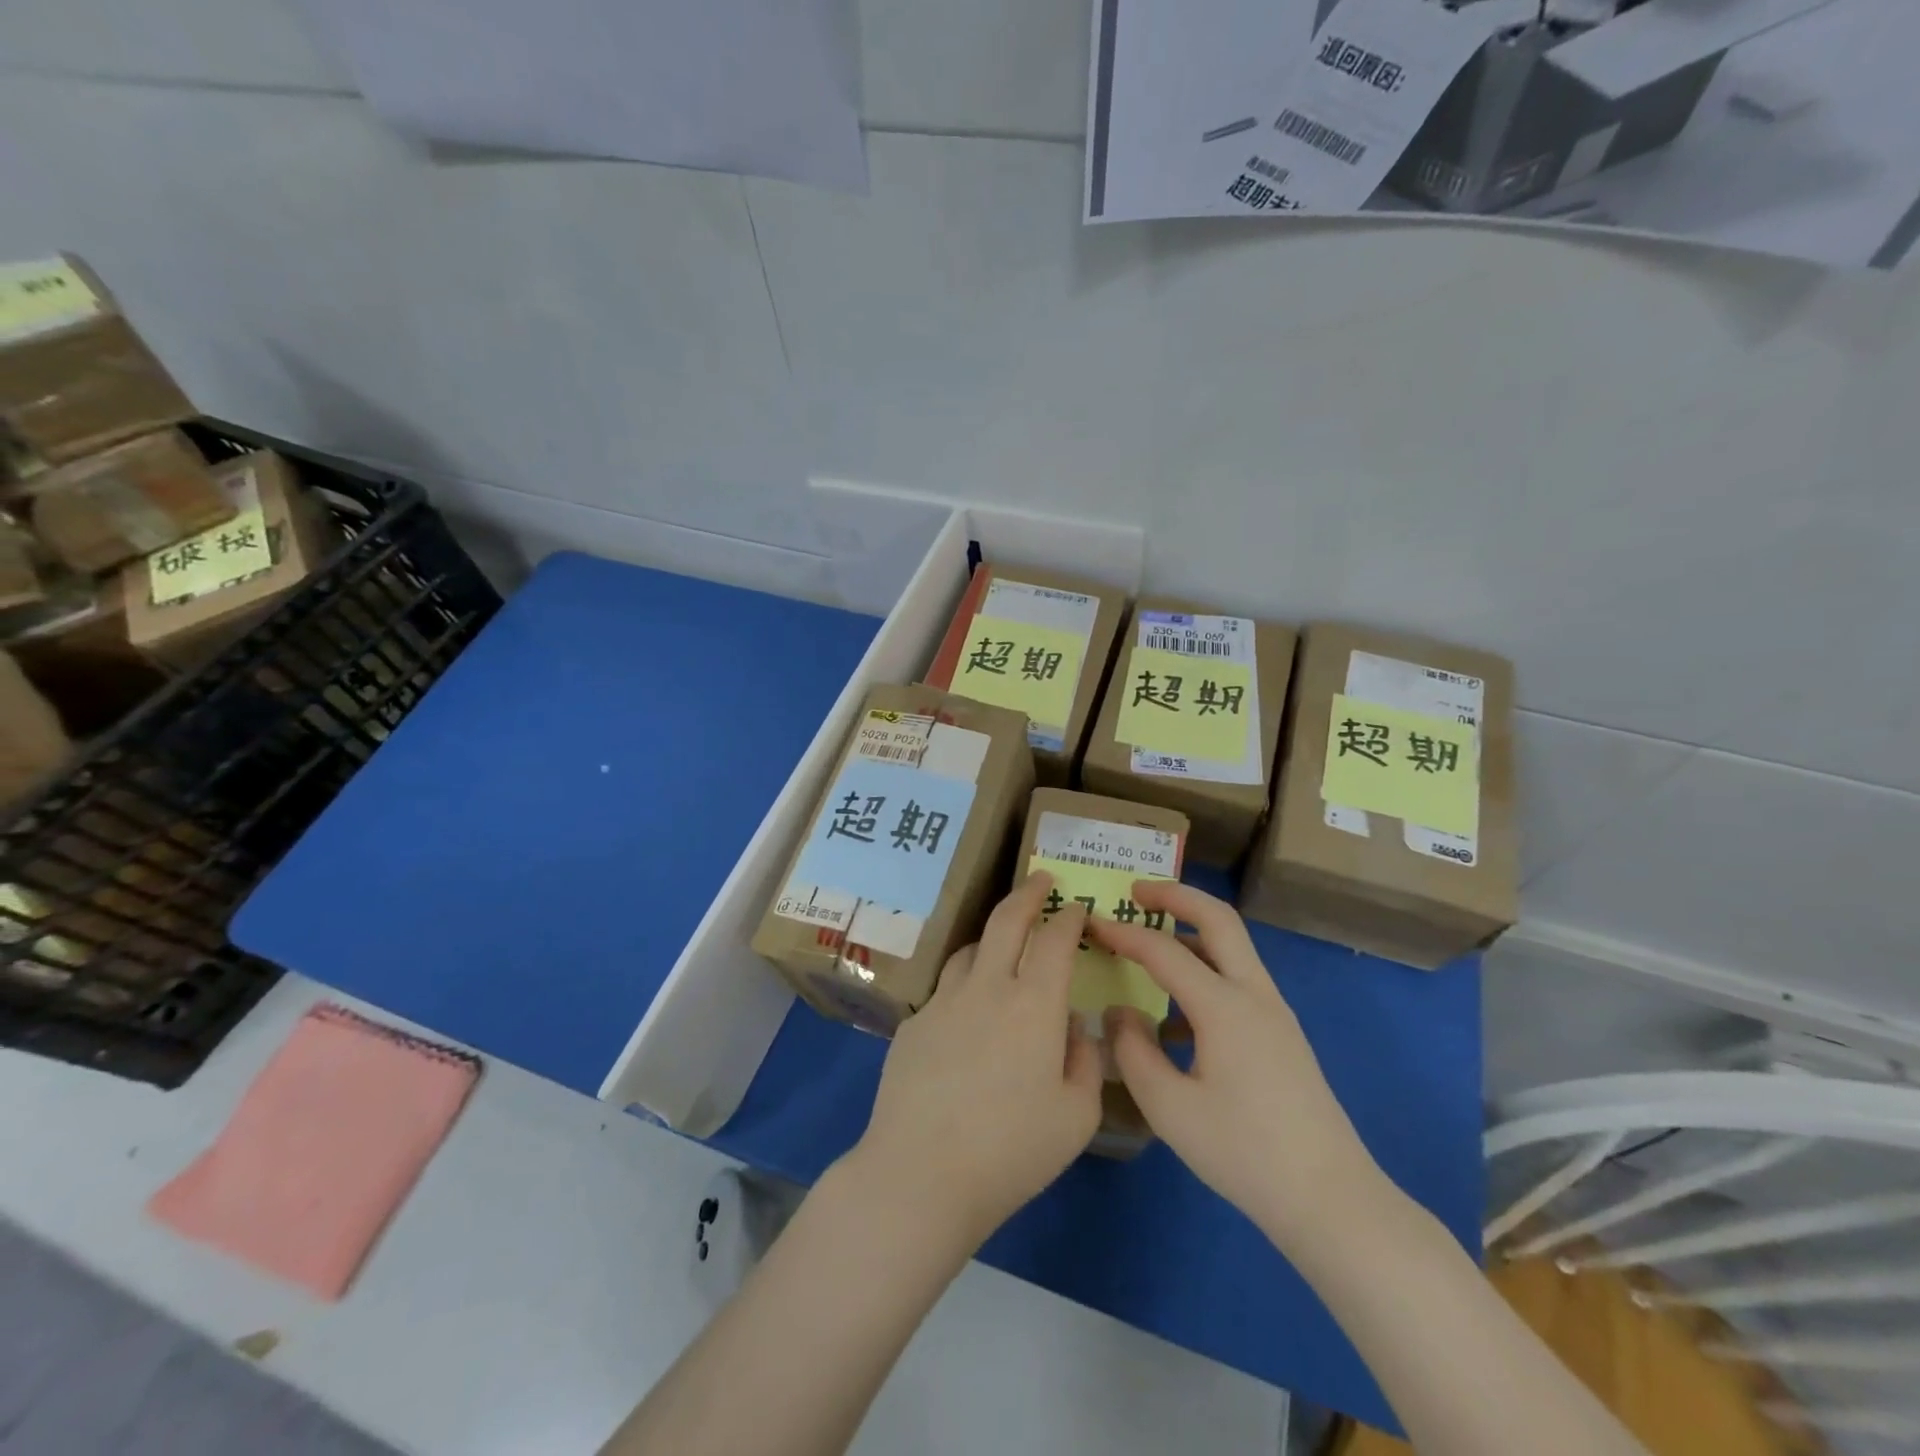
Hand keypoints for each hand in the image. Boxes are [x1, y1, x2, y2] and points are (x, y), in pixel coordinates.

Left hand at [840, 872, 1103, 1254]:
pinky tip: (966, 1016)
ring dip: (991, 937)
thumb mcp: (1076, 1116)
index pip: (1055, 939)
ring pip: (969, 949)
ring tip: (1003, 944)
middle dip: (1027, 892)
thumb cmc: (1011, 1150)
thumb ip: (1086, 1061)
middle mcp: (986, 987)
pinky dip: (964, 986)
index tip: (1077, 908)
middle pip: (1006, 920)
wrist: (921, 1173)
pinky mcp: (913, 1023)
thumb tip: (1076, 1028)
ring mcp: (943, 1001)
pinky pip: (945, 990)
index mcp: (1033, 1004)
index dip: (1069, 917)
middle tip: (1040, 879)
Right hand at [1088, 881, 1382, 1253]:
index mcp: (1225, 1007)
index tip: (1091, 924)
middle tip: (1136, 891)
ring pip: (1232, 947)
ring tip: (1150, 942)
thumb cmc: (1244, 1153)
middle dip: (1176, 896)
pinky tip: (1175, 1017)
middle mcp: (1254, 995)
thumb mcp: (1170, 1109)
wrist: (1330, 1199)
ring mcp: (1275, 1013)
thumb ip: (1134, 1052)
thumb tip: (1121, 1012)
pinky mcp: (1281, 1034)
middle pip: (1219, 919)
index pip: (1164, 951)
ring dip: (1192, 931)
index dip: (1123, 934)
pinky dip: (1205, 971)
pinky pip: (1238, 980)